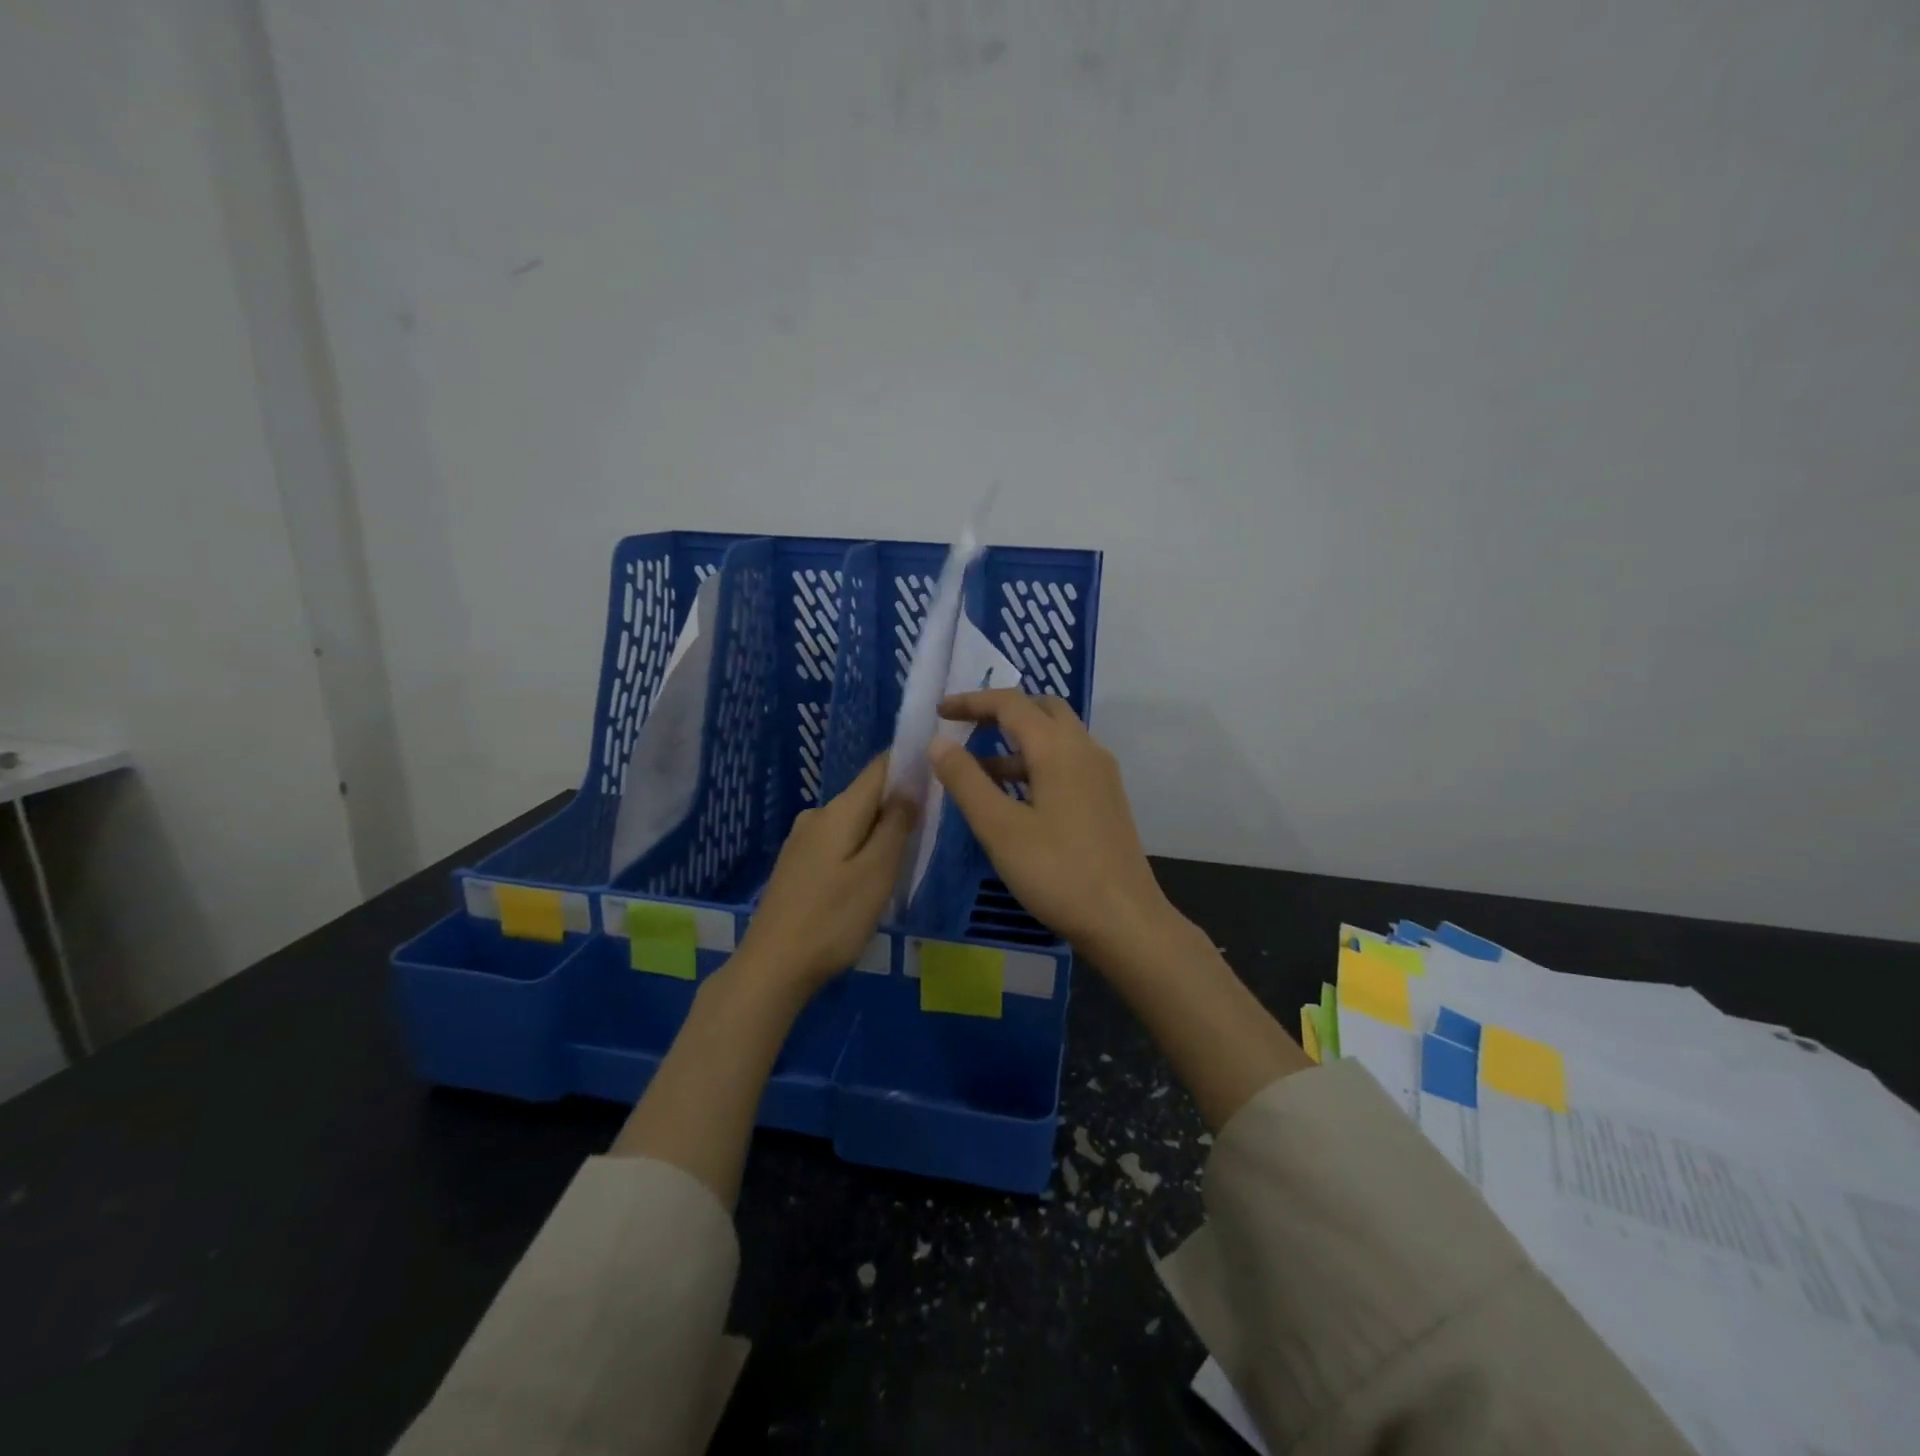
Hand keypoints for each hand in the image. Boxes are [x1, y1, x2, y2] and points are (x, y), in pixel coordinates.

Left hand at [736, 754, 916, 992]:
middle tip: (931, 826)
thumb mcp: (877, 872)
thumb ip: (896, 825)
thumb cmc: (833, 919)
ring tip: (905, 856)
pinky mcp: (796, 865)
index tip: (938, 771)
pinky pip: (837, 842)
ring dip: (879, 830)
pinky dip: (859, 849)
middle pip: (866, 795)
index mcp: (838, 811)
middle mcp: (817, 815)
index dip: (909, 763)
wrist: (772, 967)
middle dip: (899, 803)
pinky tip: (868, 877)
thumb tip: (910, 785)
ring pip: (852, 822)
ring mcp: (801, 841)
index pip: (879, 767)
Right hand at [929, 690, 1172, 958]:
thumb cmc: (1057, 871)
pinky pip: (1066, 761)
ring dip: (1017, 741)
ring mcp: (1101, 773)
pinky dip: (1035, 763)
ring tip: (978, 770)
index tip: (939, 713)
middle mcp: (1085, 749)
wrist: (1124, 919)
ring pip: (1055, 737)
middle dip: (1000, 712)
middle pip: (1041, 709)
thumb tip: (939, 742)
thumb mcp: (999, 828)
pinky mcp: (1106, 798)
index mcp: (1058, 747)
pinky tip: (1014, 797)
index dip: (971, 701)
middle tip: (965, 729)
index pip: (1010, 703)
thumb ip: (966, 781)